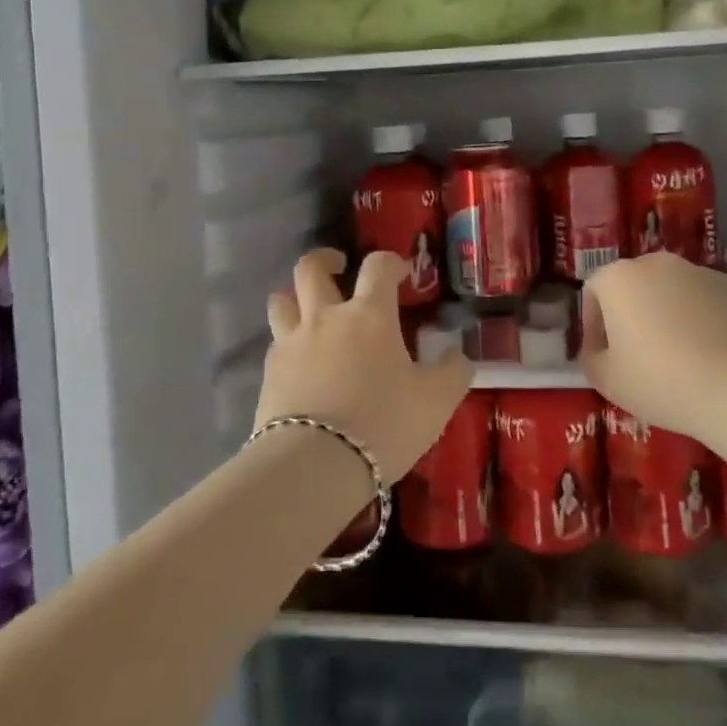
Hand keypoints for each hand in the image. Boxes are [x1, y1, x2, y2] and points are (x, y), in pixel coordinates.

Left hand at [255, 249, 472, 479]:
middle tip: (338, 268)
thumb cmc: (383, 424)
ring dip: (295, 297)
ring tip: (308, 310)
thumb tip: (457, 354)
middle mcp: (326, 317)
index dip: (390, 262)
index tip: (400, 273)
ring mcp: (292, 342)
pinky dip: (286, 341)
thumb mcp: (436, 401)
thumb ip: (453, 372)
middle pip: (311, 268)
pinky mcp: (269, 372)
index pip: (378, 266)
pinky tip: (299, 360)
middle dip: (325, 260)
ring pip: (281, 299)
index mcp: (369, 315)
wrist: (315, 465)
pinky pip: (274, 342)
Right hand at [578, 252, 726, 442]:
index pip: (594, 291)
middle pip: (634, 285)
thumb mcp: (606, 381)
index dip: (593, 324)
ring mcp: (699, 271)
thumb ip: (591, 358)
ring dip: (669, 314)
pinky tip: (713, 353)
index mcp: (618, 278)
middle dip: (632, 314)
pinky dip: (704, 319)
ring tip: (681, 355)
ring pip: (673, 291)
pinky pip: (708, 301)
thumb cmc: (661, 380)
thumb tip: (598, 350)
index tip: (602, 355)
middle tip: (639, 354)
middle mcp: (656, 263)